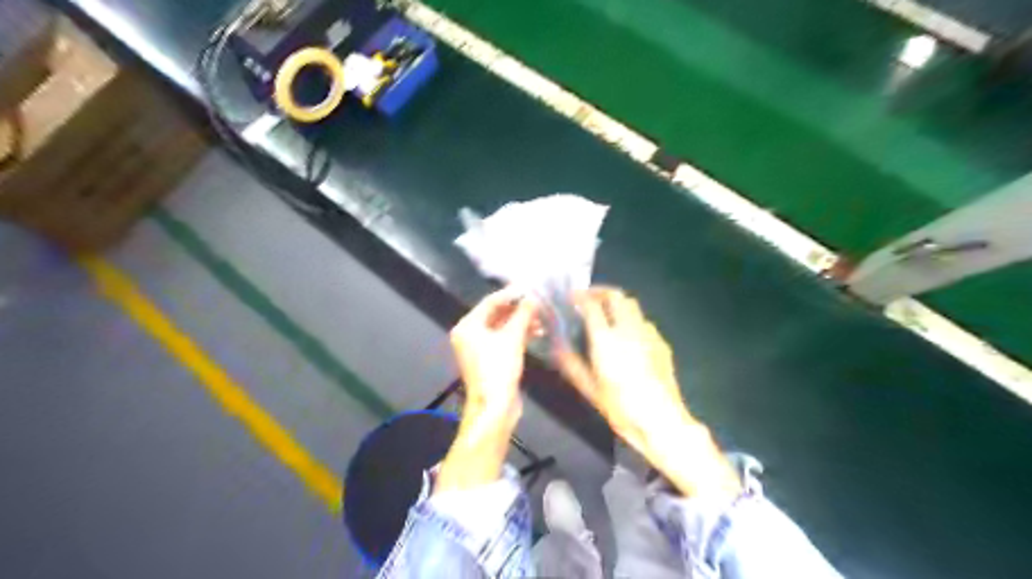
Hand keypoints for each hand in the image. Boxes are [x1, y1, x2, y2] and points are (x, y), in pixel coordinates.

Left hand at [434, 290, 540, 491]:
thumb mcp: (513, 338)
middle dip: (518, 309)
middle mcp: (469, 334)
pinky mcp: (489, 359)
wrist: (494, 406)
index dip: (511, 294)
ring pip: (501, 327)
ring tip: (542, 320)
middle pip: (495, 314)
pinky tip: (536, 333)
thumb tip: (534, 297)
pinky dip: (518, 335)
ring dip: (521, 323)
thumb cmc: (499, 368)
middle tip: (539, 304)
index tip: (530, 288)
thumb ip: (523, 314)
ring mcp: (478, 348)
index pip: (490, 302)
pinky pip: (503, 340)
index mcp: (468, 326)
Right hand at [556, 287, 741, 498]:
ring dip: (617, 303)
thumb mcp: (589, 388)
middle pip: (615, 295)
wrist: (661, 420)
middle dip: (600, 292)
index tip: (572, 296)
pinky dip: (631, 319)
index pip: (591, 305)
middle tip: (589, 298)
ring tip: (607, 313)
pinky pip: (644, 321)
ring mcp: (648, 333)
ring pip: (632, 304)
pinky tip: (628, 335)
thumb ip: (570, 363)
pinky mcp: (661, 341)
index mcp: (606, 339)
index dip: (579, 296)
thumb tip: (556, 346)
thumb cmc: (620, 407)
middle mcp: (628, 329)